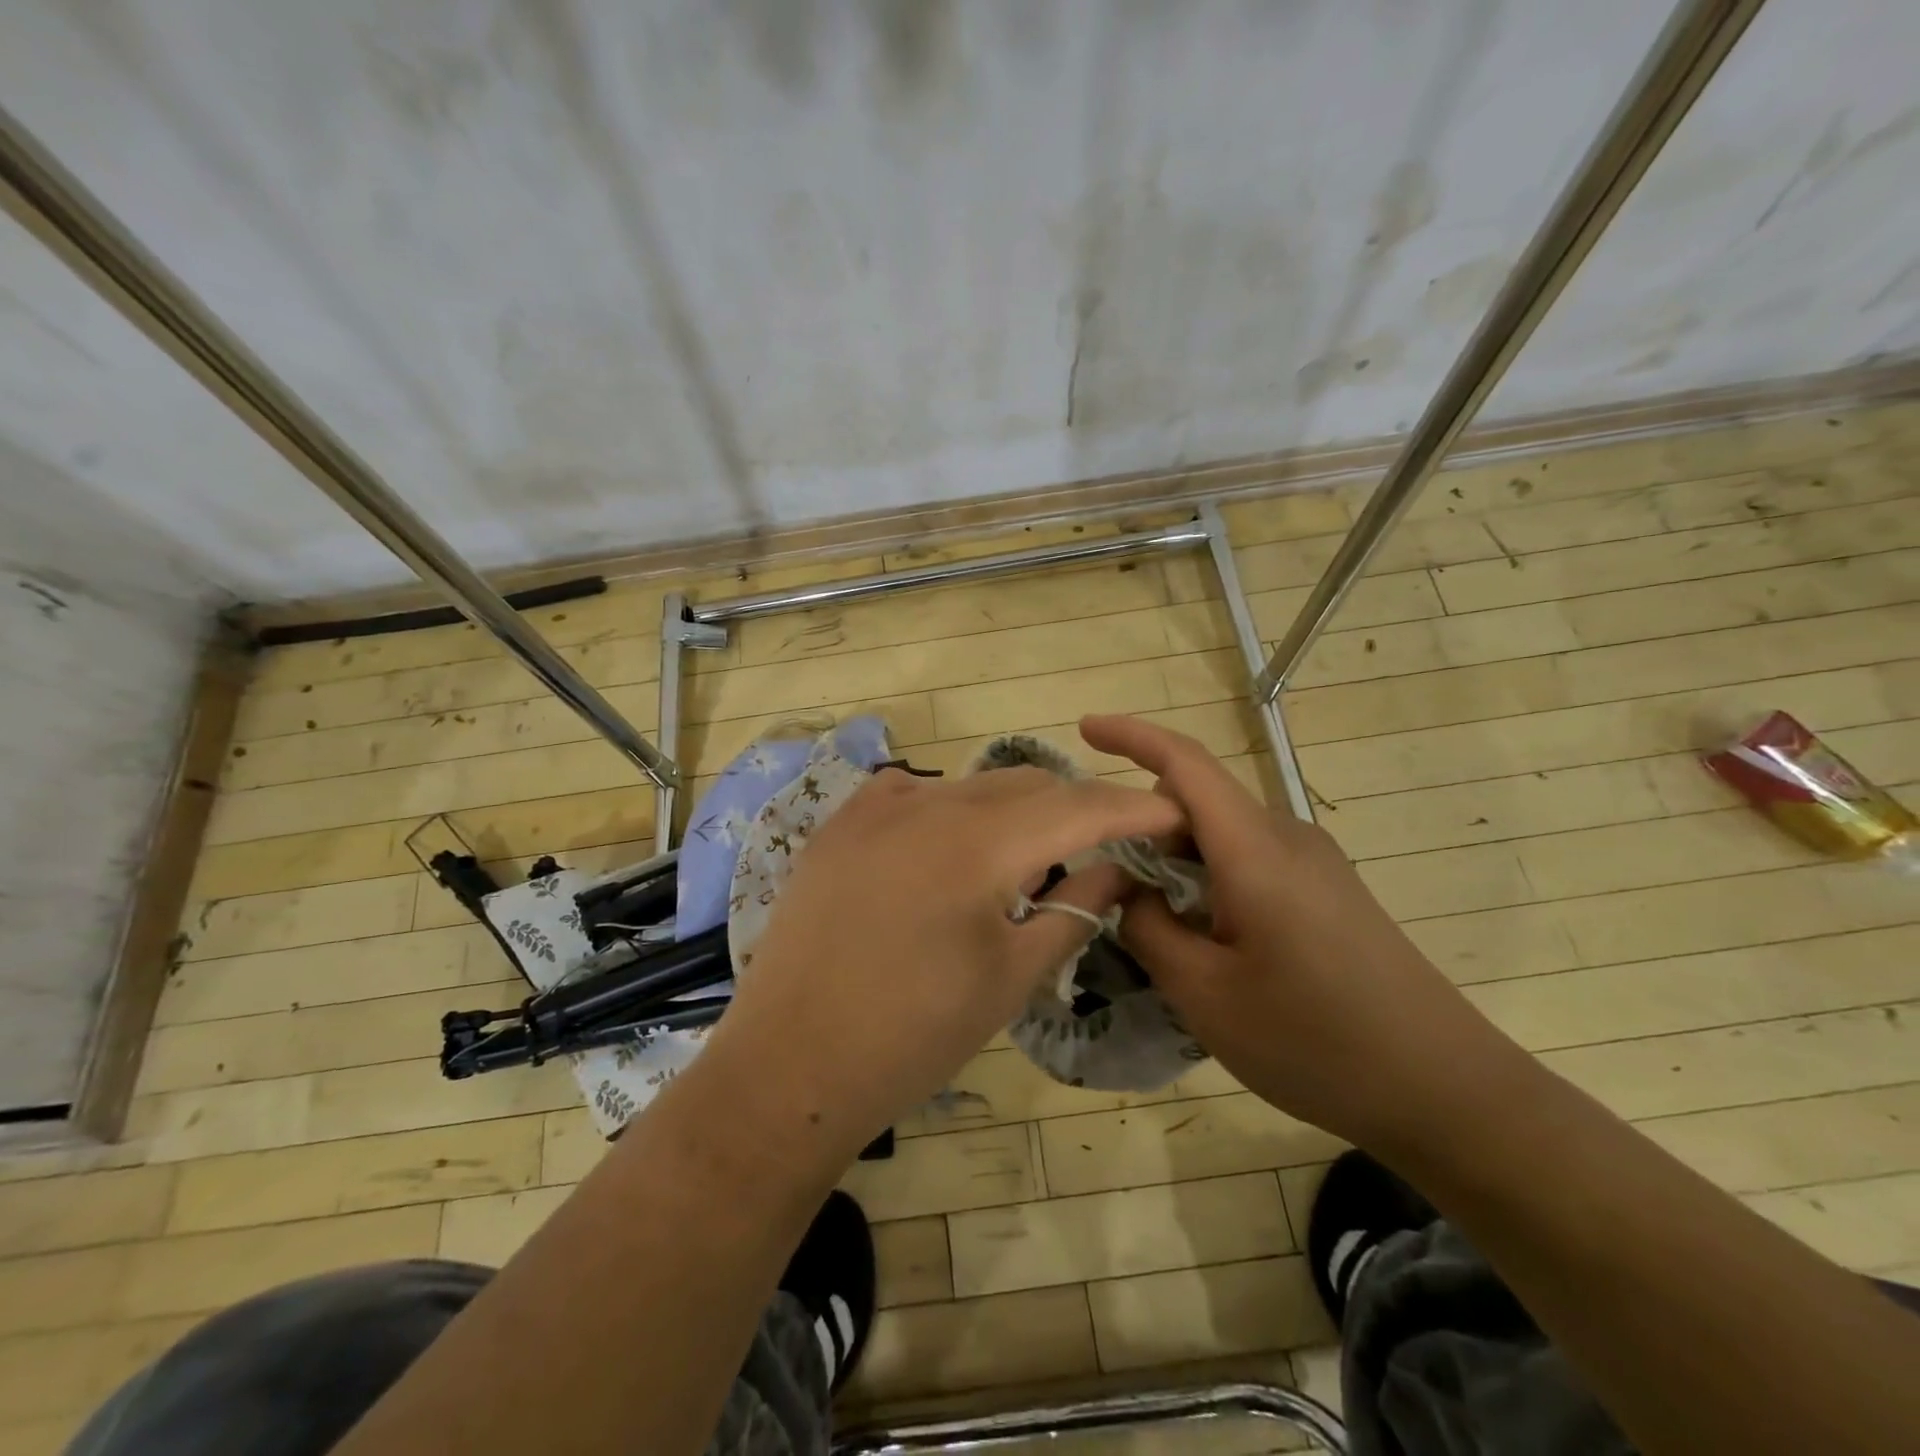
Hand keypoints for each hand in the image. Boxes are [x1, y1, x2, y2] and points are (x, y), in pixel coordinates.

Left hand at [700, 764, 1183, 1158]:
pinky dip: (948, 809)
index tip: (1171, 814)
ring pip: (971, 786)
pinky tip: (946, 845)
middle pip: (1027, 786)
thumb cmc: (914, 1035)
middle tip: (1100, 848)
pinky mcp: (841, 823)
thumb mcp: (1011, 978)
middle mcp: (928, 803)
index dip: (1132, 808)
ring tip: (1022, 862)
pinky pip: (913, 792)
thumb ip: (1073, 910)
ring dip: (1012, 811)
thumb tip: (1116, 869)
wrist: (792, 1065)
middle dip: (1075, 810)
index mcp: (979, 843)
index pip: (1079, 807)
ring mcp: (876, 807)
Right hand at [1082, 714, 1530, 1151]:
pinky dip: (1210, 877)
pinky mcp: (1329, 891)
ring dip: (1178, 858)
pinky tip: (1207, 938)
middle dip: (1144, 824)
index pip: (1185, 764)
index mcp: (1255, 850)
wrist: (1446, 1091)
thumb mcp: (1204, 995)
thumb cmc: (1315, 1041)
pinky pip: (1252, 859)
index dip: (1131, 736)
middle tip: (1108, 882)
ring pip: (1224, 833)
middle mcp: (1287, 838)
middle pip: (1199, 800)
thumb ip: (1147, 927)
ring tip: (1155, 921)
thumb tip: (1125, 888)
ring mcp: (1315, 863)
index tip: (1085, 728)